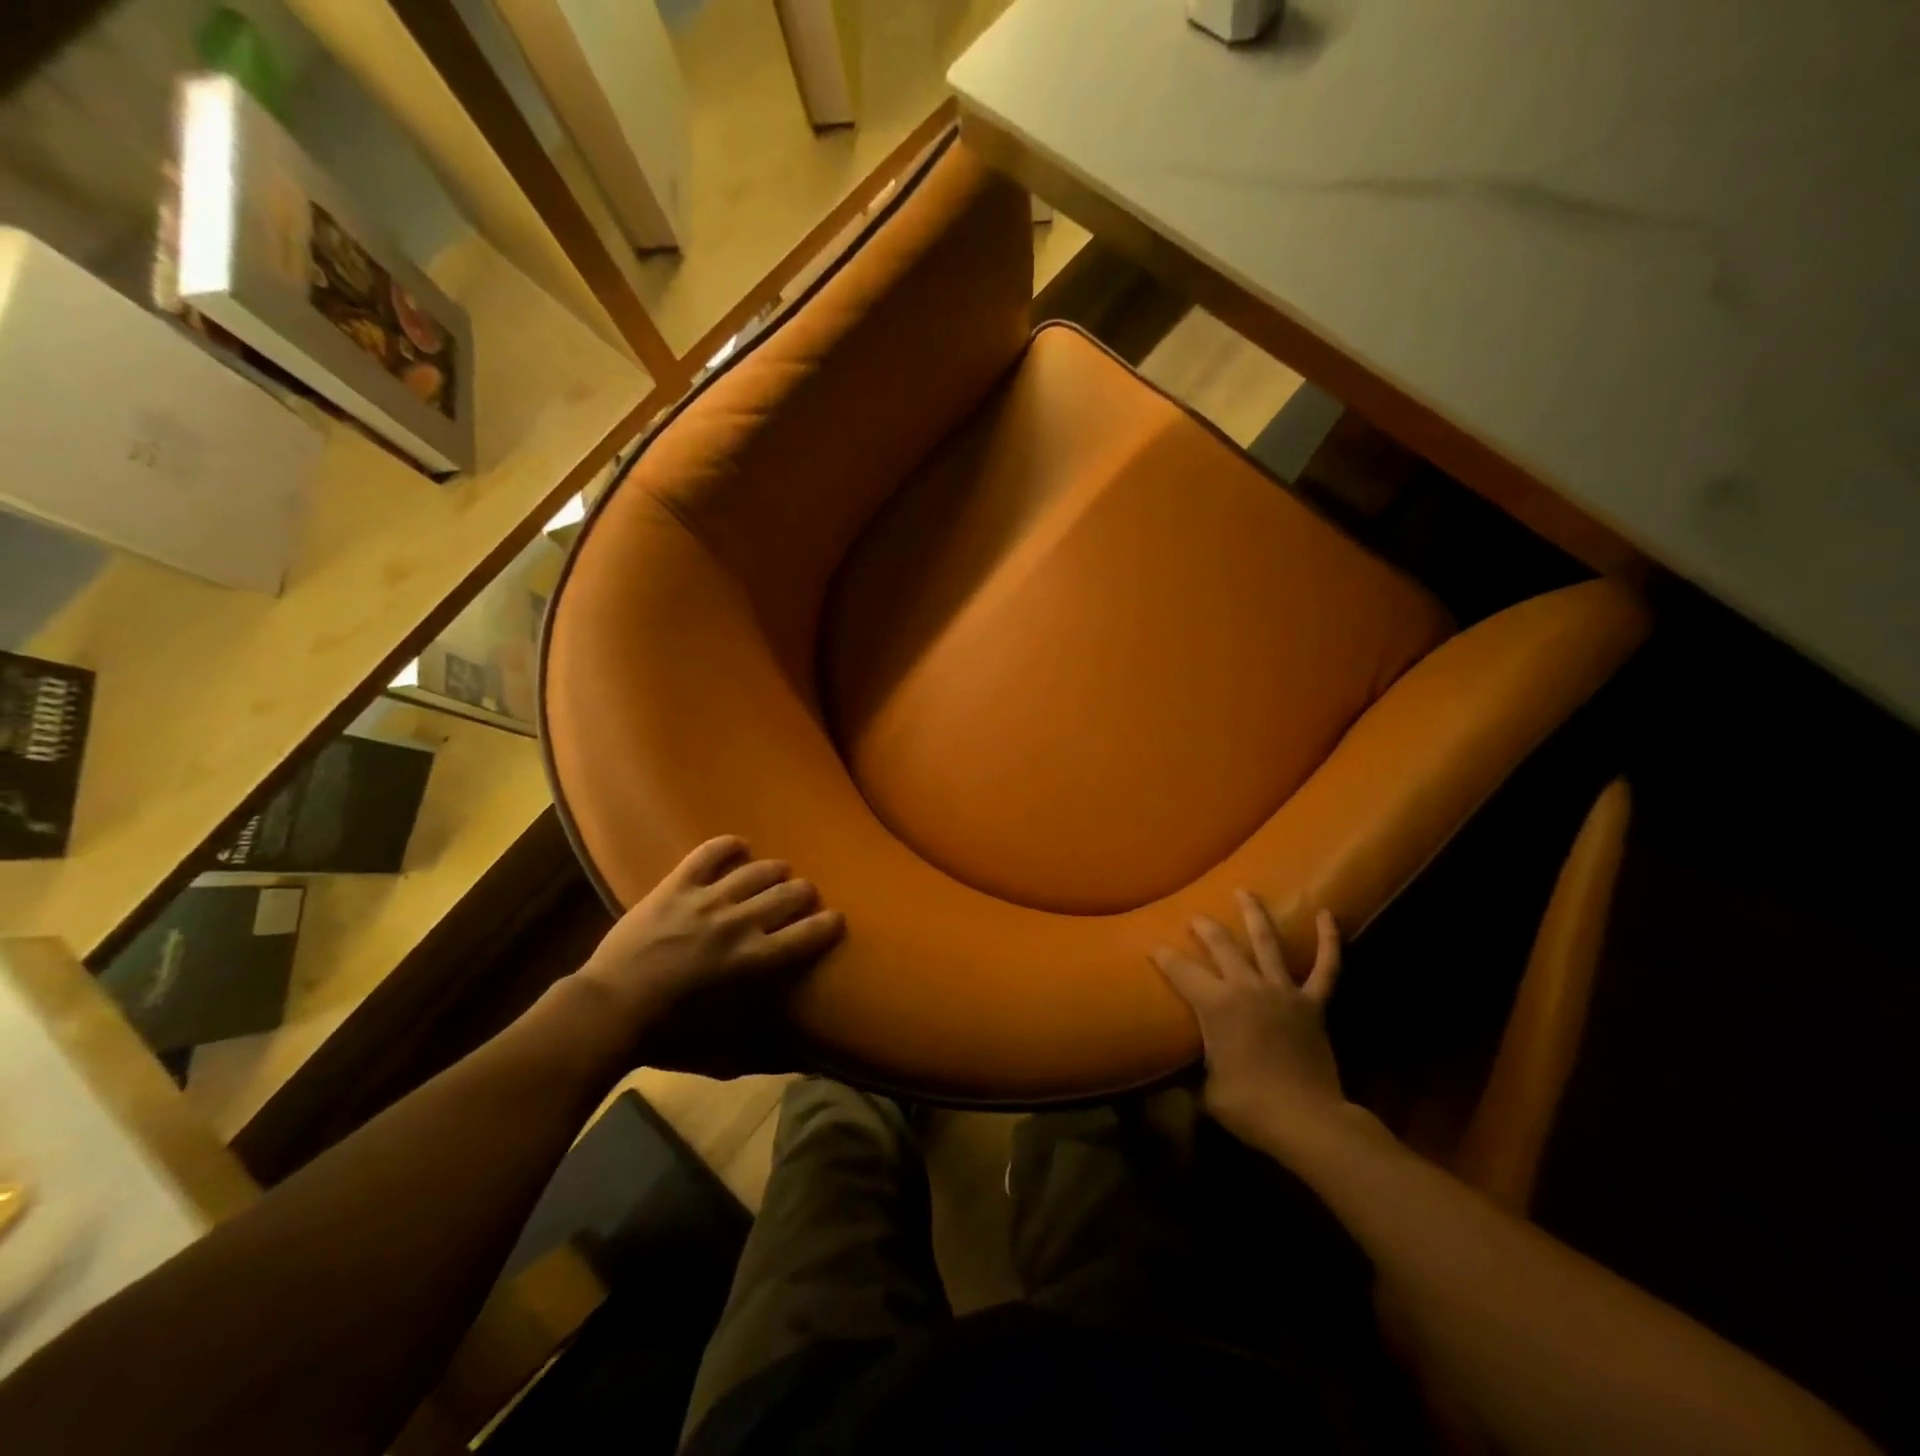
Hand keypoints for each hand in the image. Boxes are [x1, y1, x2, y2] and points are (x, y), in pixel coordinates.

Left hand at [574, 836, 843, 1041]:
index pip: (809, 933)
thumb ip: (767, 1051)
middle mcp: (740, 922)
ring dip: (774, 870)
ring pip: (757, 870)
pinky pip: (710, 853)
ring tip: (778, 871)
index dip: (829, 923)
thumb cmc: (670, 1035)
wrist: (609, 1009)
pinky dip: (728, 846)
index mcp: (755, 960)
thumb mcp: (724, 1053)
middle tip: (803, 897)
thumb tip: (807, 1060)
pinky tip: (739, 846)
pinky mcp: (677, 885)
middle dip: (804, 893)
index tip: (836, 919)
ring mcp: (708, 899)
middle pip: (789, 894)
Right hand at [1153, 894, 1347, 1147]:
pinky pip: (1326, 968)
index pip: (1180, 970)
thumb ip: (1192, 1075)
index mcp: (1215, 1004)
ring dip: (1254, 914)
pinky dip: (1329, 940)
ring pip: (1267, 942)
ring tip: (1244, 892)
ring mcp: (1283, 991)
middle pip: (1222, 946)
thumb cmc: (1249, 1106)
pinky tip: (1327, 914)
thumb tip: (1178, 1079)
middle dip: (1204, 928)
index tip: (1152, 948)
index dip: (1163, 957)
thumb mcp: (1206, 1092)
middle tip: (1195, 918)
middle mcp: (1246, 987)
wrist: (1305, 1120)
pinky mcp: (1313, 1004)